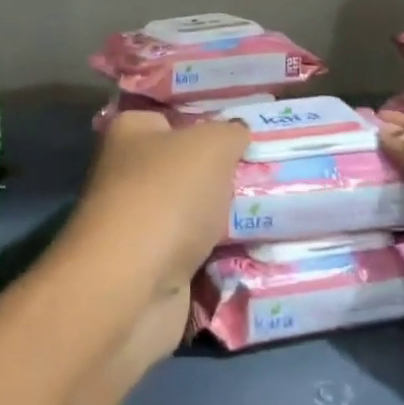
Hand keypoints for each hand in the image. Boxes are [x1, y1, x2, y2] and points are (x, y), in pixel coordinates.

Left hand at [52, 112, 249, 355]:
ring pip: (194, 212)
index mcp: (129, 132)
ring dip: (226, 216)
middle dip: (224, 173)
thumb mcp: (211, 145)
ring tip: (276, 209)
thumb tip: (237, 131)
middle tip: (272, 171)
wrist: (132, 287)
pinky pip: (197, 252)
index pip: (171, 117)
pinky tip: (258, 247)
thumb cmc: (166, 197)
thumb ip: (230, 132)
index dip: (207, 121)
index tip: (248, 130)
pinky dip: (221, 254)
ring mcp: (138, 224)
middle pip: (186, 167)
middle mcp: (127, 174)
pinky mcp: (151, 268)